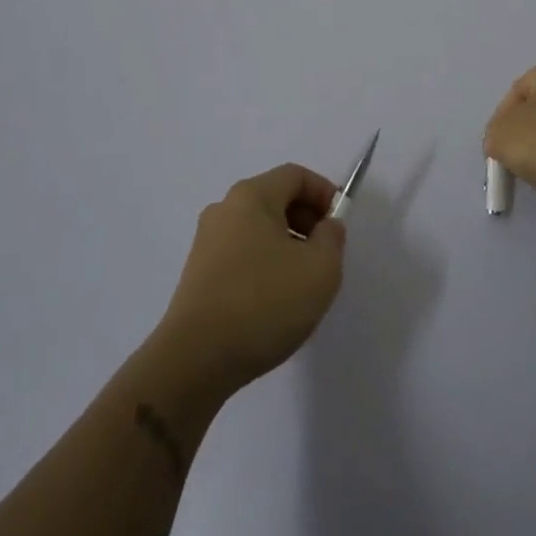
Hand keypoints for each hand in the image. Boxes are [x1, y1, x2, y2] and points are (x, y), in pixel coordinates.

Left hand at [154, 164, 346, 396]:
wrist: (195, 360)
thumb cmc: (264, 303)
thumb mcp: (320, 268)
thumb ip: (332, 238)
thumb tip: (326, 226)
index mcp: (251, 196)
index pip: (295, 176)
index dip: (324, 193)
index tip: (340, 225)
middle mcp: (224, 210)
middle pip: (275, 199)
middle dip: (307, 220)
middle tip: (325, 255)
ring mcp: (206, 243)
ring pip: (258, 229)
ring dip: (287, 245)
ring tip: (302, 284)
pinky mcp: (198, 275)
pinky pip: (242, 254)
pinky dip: (265, 265)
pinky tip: (274, 302)